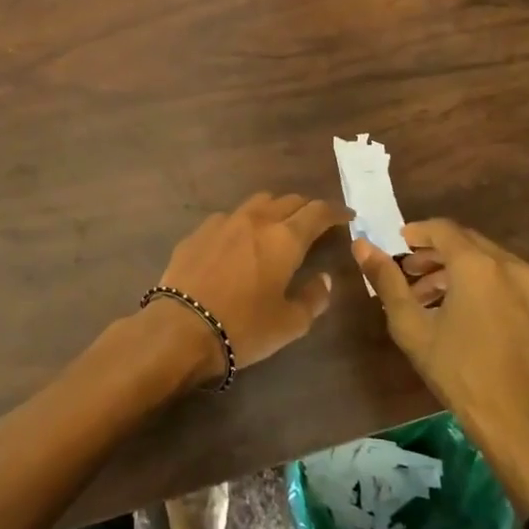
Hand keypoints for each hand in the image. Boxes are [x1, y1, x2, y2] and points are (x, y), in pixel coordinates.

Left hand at [153, 193, 351, 382]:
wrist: (181, 327)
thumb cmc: (243, 327)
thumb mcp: (290, 323)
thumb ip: (313, 298)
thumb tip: (324, 279)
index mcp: (284, 239)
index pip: (318, 212)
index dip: (336, 212)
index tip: (347, 217)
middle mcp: (255, 220)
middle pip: (288, 201)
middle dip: (306, 208)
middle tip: (315, 224)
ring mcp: (223, 222)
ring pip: (257, 202)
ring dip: (274, 209)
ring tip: (278, 227)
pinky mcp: (198, 232)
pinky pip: (229, 217)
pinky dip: (243, 223)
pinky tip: (240, 242)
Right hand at [352, 219, 528, 510]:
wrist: (525, 423)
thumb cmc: (461, 371)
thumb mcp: (412, 327)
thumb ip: (387, 281)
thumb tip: (362, 246)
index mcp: (477, 264)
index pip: (442, 228)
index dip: (415, 232)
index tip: (394, 246)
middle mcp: (507, 265)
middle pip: (464, 242)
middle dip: (432, 253)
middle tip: (405, 273)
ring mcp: (528, 288)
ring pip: (483, 261)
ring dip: (451, 270)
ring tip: (424, 298)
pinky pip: (499, 280)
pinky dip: (473, 283)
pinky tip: (454, 314)